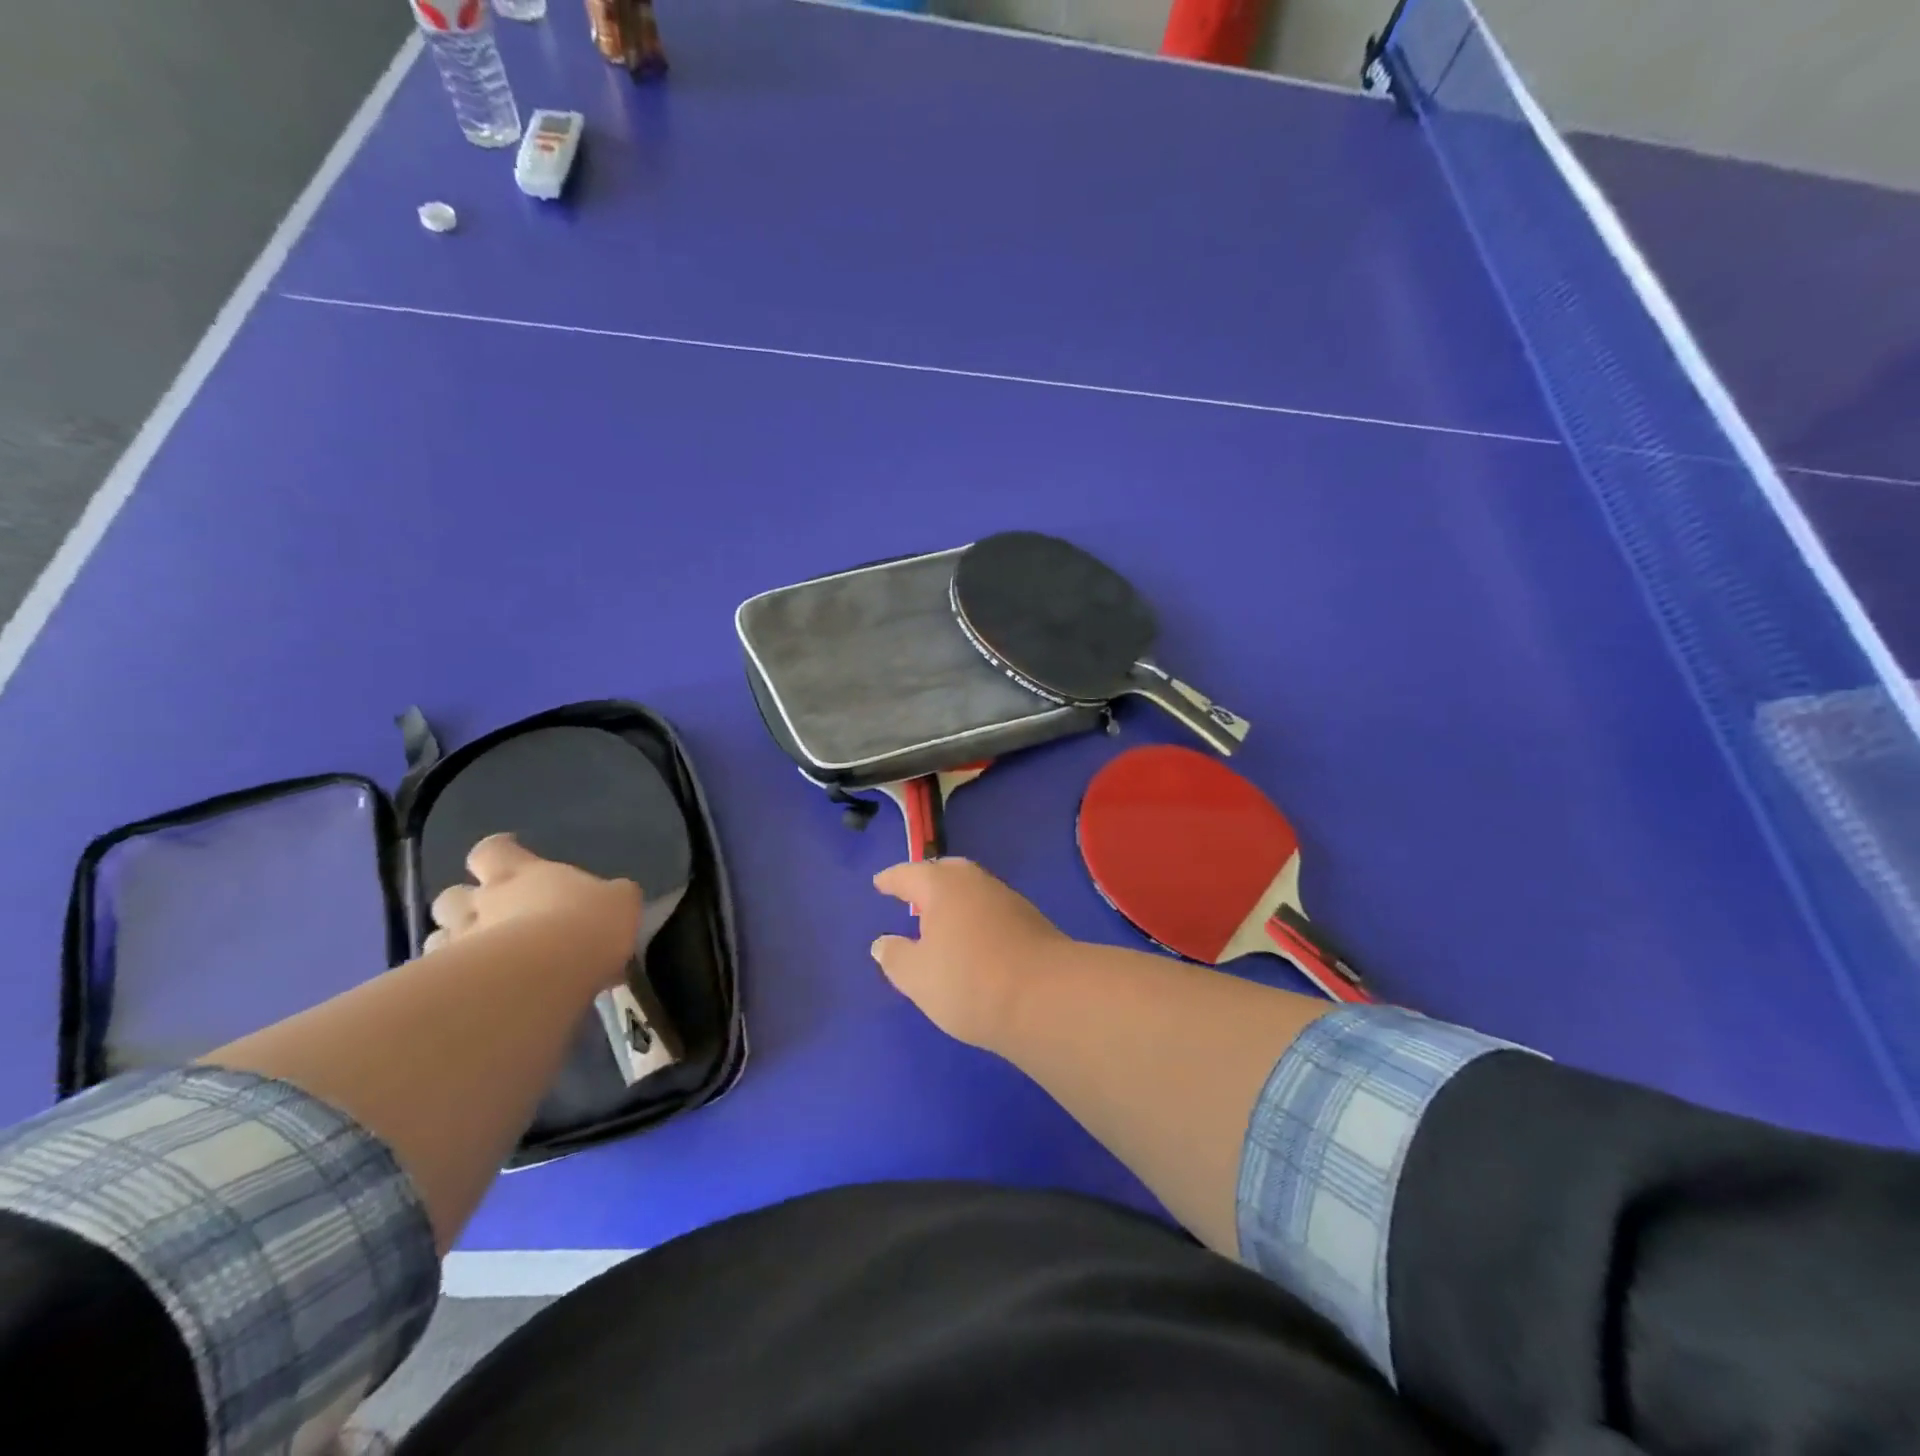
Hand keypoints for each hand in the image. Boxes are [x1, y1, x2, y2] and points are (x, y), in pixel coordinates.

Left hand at [425, 834, 641, 988]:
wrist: (550, 972)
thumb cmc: (588, 921)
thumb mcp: (620, 900)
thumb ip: (610, 897)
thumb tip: (611, 901)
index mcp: (521, 873)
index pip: (492, 850)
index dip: (498, 851)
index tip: (509, 856)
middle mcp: (483, 902)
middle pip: (450, 895)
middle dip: (463, 905)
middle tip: (488, 919)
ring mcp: (461, 943)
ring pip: (435, 938)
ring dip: (452, 945)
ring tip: (477, 963)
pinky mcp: (451, 985)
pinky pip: (440, 980)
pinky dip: (452, 985)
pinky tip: (475, 997)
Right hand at [871, 858, 1071, 1050]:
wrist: (1046, 997)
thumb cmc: (968, 981)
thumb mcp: (916, 977)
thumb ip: (895, 957)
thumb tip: (882, 942)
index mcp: (943, 886)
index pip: (909, 875)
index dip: (892, 880)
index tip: (880, 882)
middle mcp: (976, 882)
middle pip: (947, 873)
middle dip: (928, 882)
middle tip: (912, 896)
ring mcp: (1008, 899)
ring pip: (973, 890)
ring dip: (955, 900)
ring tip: (940, 920)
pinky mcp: (1031, 921)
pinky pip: (991, 909)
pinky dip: (975, 917)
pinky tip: (972, 939)